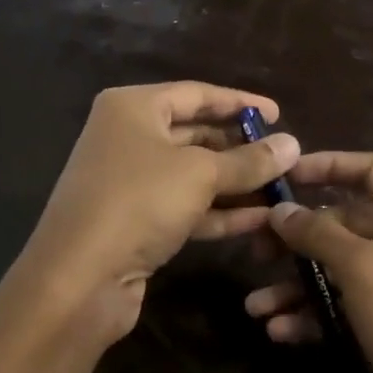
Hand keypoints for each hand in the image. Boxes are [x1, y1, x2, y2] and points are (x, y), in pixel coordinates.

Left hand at [14, 81, 299, 345]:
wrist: (80, 278)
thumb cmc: (138, 203)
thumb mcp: (200, 174)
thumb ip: (249, 160)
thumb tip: (293, 144)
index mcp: (133, 108)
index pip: (196, 94)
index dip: (240, 103)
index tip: (278, 115)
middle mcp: (128, 138)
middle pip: (195, 135)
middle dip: (241, 149)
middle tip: (284, 159)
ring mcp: (131, 183)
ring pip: (193, 176)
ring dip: (237, 185)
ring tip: (282, 191)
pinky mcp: (137, 222)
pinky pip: (186, 208)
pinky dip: (220, 212)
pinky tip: (261, 221)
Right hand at [245, 152, 372, 372]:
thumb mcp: (366, 270)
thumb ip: (320, 234)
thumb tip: (281, 210)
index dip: (328, 165)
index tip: (284, 176)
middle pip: (347, 223)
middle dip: (299, 237)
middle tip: (254, 249)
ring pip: (339, 271)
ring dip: (297, 285)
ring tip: (255, 304)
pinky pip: (344, 309)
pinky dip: (313, 316)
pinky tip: (279, 331)